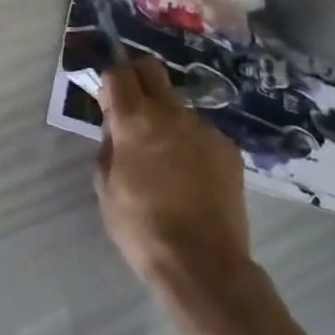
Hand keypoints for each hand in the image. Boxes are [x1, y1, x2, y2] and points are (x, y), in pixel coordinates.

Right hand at [95, 58, 252, 300]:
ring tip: (165, 158)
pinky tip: (190, 176)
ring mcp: (204, 129)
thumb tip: (116, 127)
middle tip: (131, 107)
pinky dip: (190, 143)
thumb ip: (109, 145)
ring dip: (165, 118)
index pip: (118, 72)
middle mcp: (171, 114)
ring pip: (177, 106)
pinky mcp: (228, 149)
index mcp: (135, 120)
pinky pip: (201, 133)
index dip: (109, 82)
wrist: (203, 264)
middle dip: (136, 78)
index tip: (107, 103)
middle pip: (151, 69)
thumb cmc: (141, 226)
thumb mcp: (105, 185)